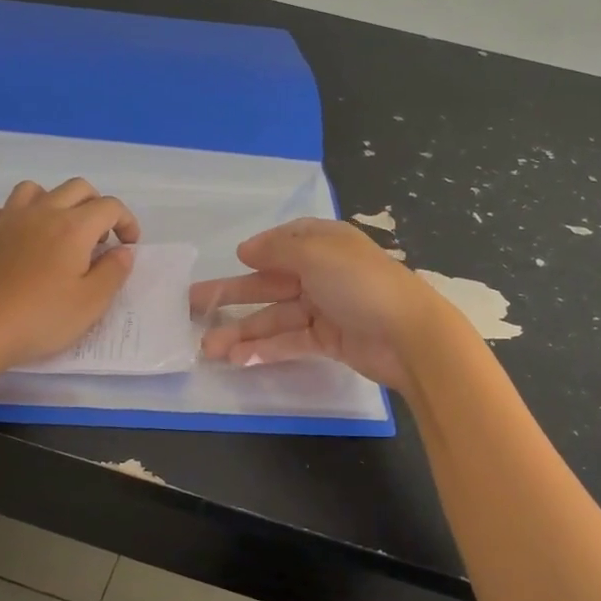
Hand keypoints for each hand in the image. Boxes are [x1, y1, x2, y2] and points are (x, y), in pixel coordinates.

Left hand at [0, 179, 139, 373]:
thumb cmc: (40, 319)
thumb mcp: (91, 303)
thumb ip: (113, 272)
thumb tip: (123, 250)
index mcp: (73, 227)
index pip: (110, 207)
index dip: (127, 222)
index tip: (128, 246)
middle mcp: (42, 213)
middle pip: (77, 188)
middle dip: (96, 206)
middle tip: (99, 240)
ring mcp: (8, 220)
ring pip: (35, 189)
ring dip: (54, 202)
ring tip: (59, 230)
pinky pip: (0, 209)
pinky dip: (15, 216)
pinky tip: (19, 237)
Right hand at [191, 218, 458, 392]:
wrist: (409, 335)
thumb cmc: (360, 283)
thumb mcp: (316, 253)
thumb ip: (276, 249)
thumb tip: (245, 249)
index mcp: (323, 244)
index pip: (285, 240)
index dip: (258, 251)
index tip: (234, 261)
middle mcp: (322, 273)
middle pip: (269, 283)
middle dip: (232, 296)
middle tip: (191, 307)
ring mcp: (325, 308)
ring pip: (274, 317)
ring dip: (242, 331)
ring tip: (208, 348)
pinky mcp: (328, 340)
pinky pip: (289, 341)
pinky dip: (265, 349)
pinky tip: (238, 359)